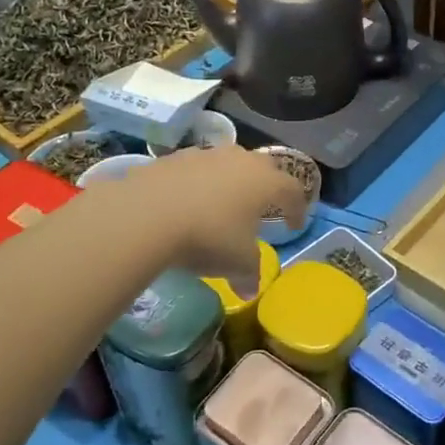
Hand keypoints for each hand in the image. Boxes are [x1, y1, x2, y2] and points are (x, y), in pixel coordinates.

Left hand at [93, 147, 305, 294]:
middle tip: (262, 206)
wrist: (147, 214)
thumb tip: (249, 290)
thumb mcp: (236, 262)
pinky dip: (199, 183)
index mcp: (266, 181)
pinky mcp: (174, 157)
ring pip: (228, 163)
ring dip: (231, 181)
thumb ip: (249, 273)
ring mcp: (206, 154)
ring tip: (222, 204)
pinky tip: (187, 203)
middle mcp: (241, 160)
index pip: (293, 190)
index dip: (297, 208)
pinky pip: (196, 169)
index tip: (294, 225)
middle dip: (267, 186)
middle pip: (263, 167)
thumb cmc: (208, 236)